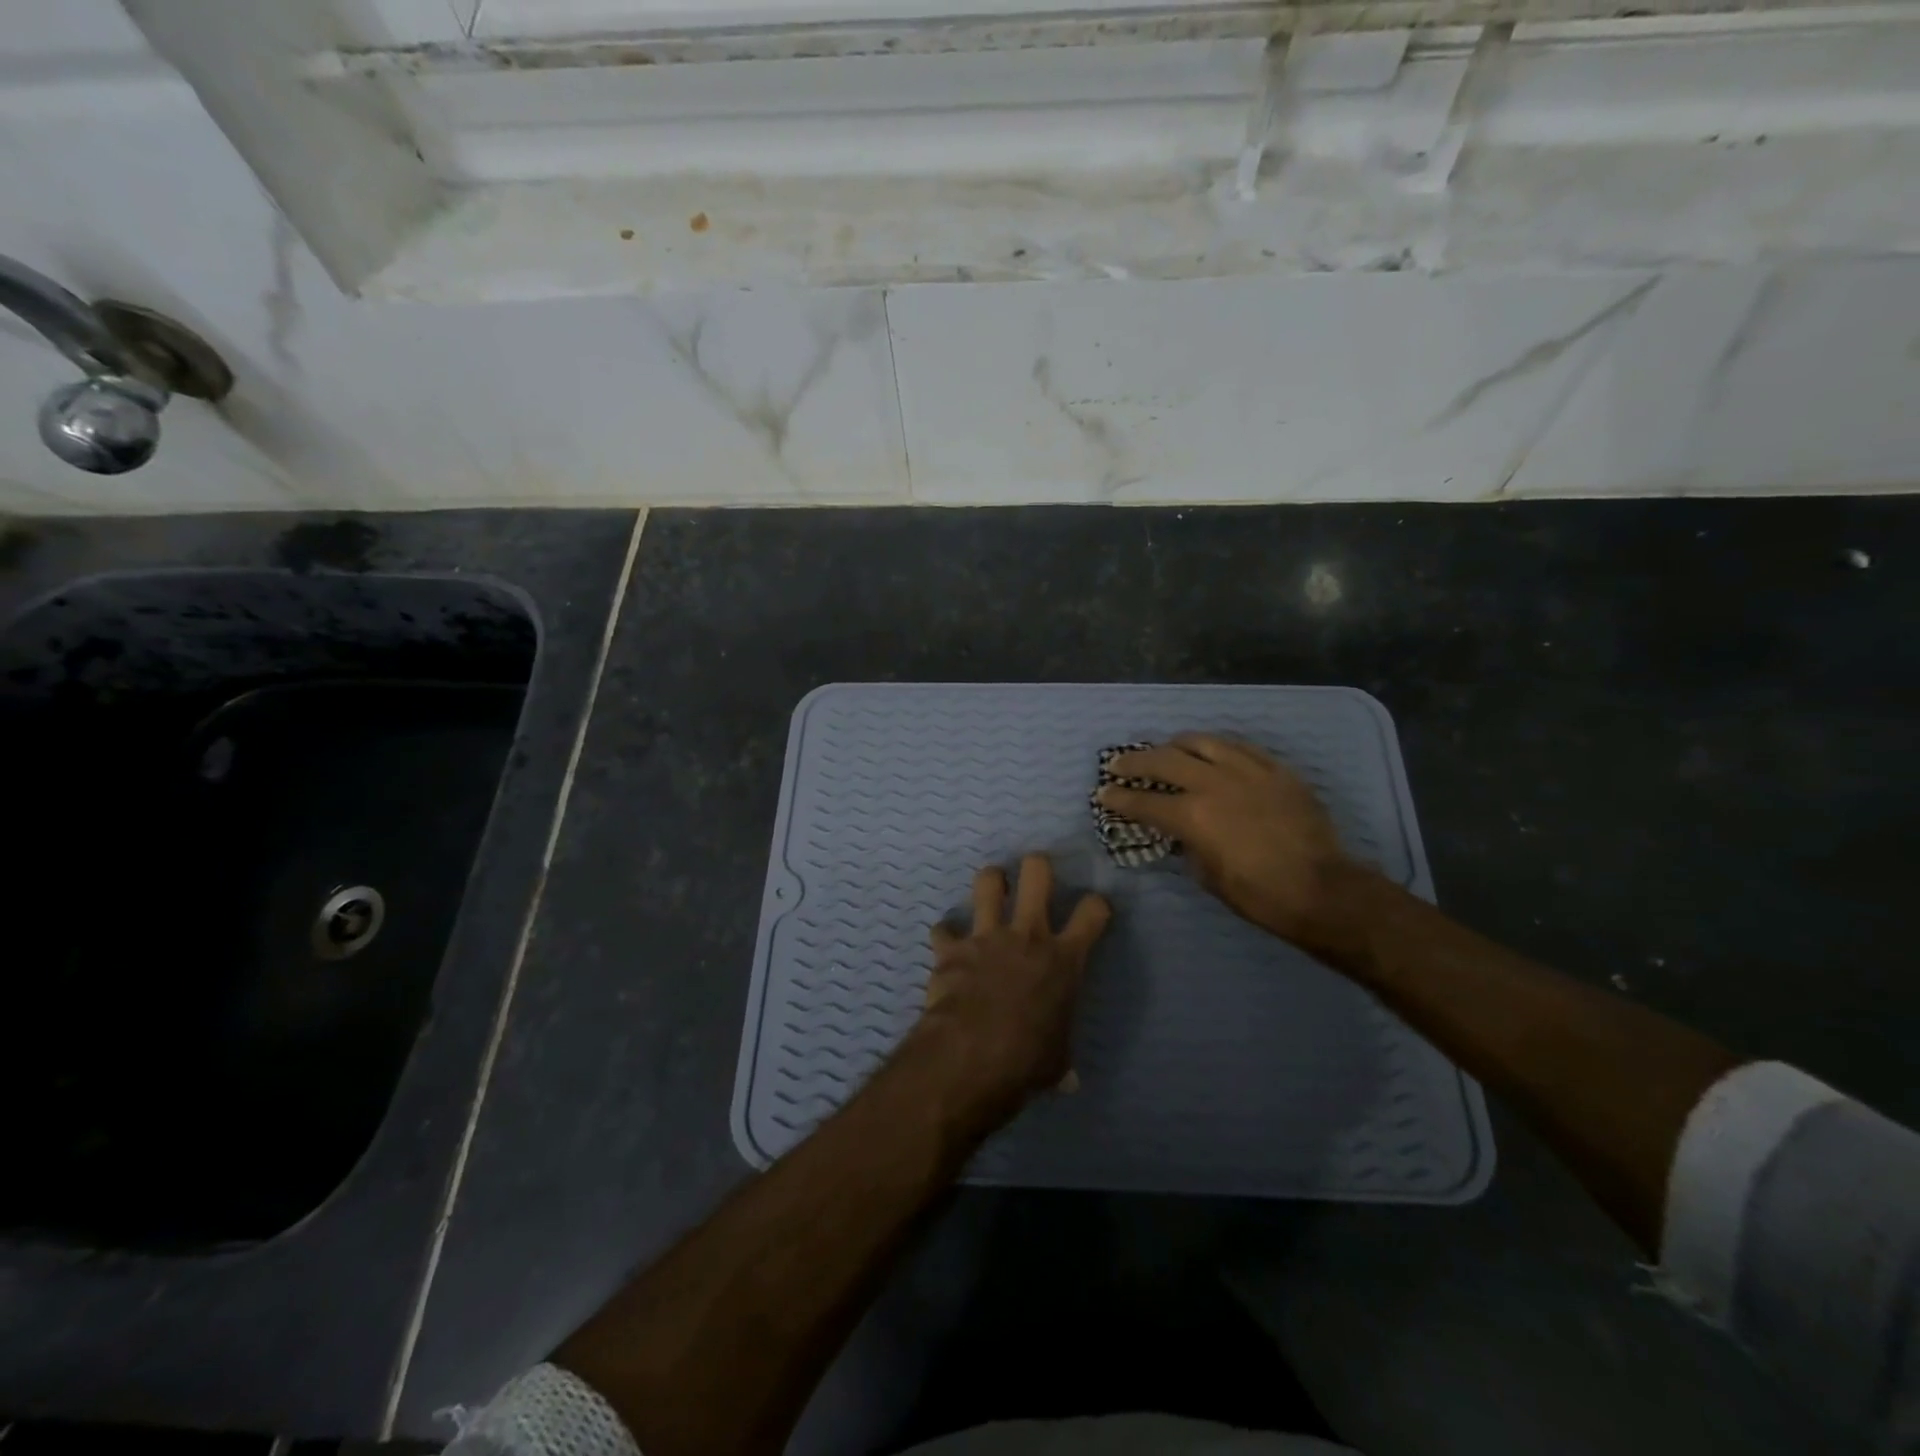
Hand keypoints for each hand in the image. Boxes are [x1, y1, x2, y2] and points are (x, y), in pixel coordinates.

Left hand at [910, 854, 1110, 1126]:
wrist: (973, 1055)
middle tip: (1035, 872)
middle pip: (1037, 873)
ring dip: (990, 882)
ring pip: (988, 882)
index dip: (1096, 905)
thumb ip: (1061, 1058)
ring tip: (992, 888)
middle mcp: (1028, 935)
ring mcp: (987, 936)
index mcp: (1064, 959)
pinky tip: (946, 945)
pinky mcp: (952, 948)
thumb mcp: (1057, 1061)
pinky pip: (943, 929)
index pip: (1093, 911)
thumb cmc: (1028, 1060)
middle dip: (1037, 866)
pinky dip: (945, 936)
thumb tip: (1067, 1081)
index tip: (1093, 910)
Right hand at [1098, 734, 1358, 948]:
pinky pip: (1239, 746)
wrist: (1323, 890)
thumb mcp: (1209, 877)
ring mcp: (1248, 771)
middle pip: (1164, 760)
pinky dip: (1216, 747)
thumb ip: (1189, 846)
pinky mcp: (1275, 769)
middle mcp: (1214, 783)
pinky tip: (1211, 751)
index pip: (1144, 801)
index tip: (1103, 793)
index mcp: (1193, 816)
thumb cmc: (1260, 895)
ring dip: (1175, 745)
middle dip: (1134, 762)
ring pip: (1201, 742)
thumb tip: (1182, 833)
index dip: (1118, 797)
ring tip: (1165, 750)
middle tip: (1119, 764)